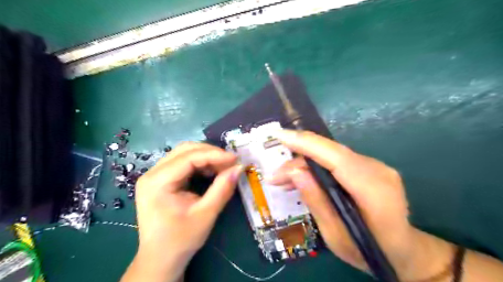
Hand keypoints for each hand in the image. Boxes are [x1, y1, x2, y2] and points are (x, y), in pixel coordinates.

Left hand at [120, 143, 240, 281]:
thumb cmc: (181, 240)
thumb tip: (239, 168)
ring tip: (223, 166)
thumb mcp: (205, 214)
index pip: (188, 157)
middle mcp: (152, 173)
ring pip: (184, 154)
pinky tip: (211, 171)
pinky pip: (183, 163)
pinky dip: (200, 164)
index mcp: (157, 182)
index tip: (235, 158)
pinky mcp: (160, 180)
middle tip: (230, 162)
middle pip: (184, 150)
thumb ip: (223, 189)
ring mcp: (154, 175)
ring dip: (206, 157)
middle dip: (210, 153)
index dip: (214, 155)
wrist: (161, 259)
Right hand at [269, 130, 453, 281]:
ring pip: (331, 154)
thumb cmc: (370, 251)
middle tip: (276, 176)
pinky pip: (336, 160)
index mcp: (374, 191)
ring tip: (284, 180)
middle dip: (298, 158)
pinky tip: (302, 178)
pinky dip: (316, 165)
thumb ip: (316, 201)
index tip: (280, 136)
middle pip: (330, 153)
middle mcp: (377, 170)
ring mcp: (376, 165)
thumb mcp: (336, 237)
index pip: (336, 158)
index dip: (307, 143)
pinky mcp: (369, 166)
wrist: (405, 250)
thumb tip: (295, 172)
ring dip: (305, 163)